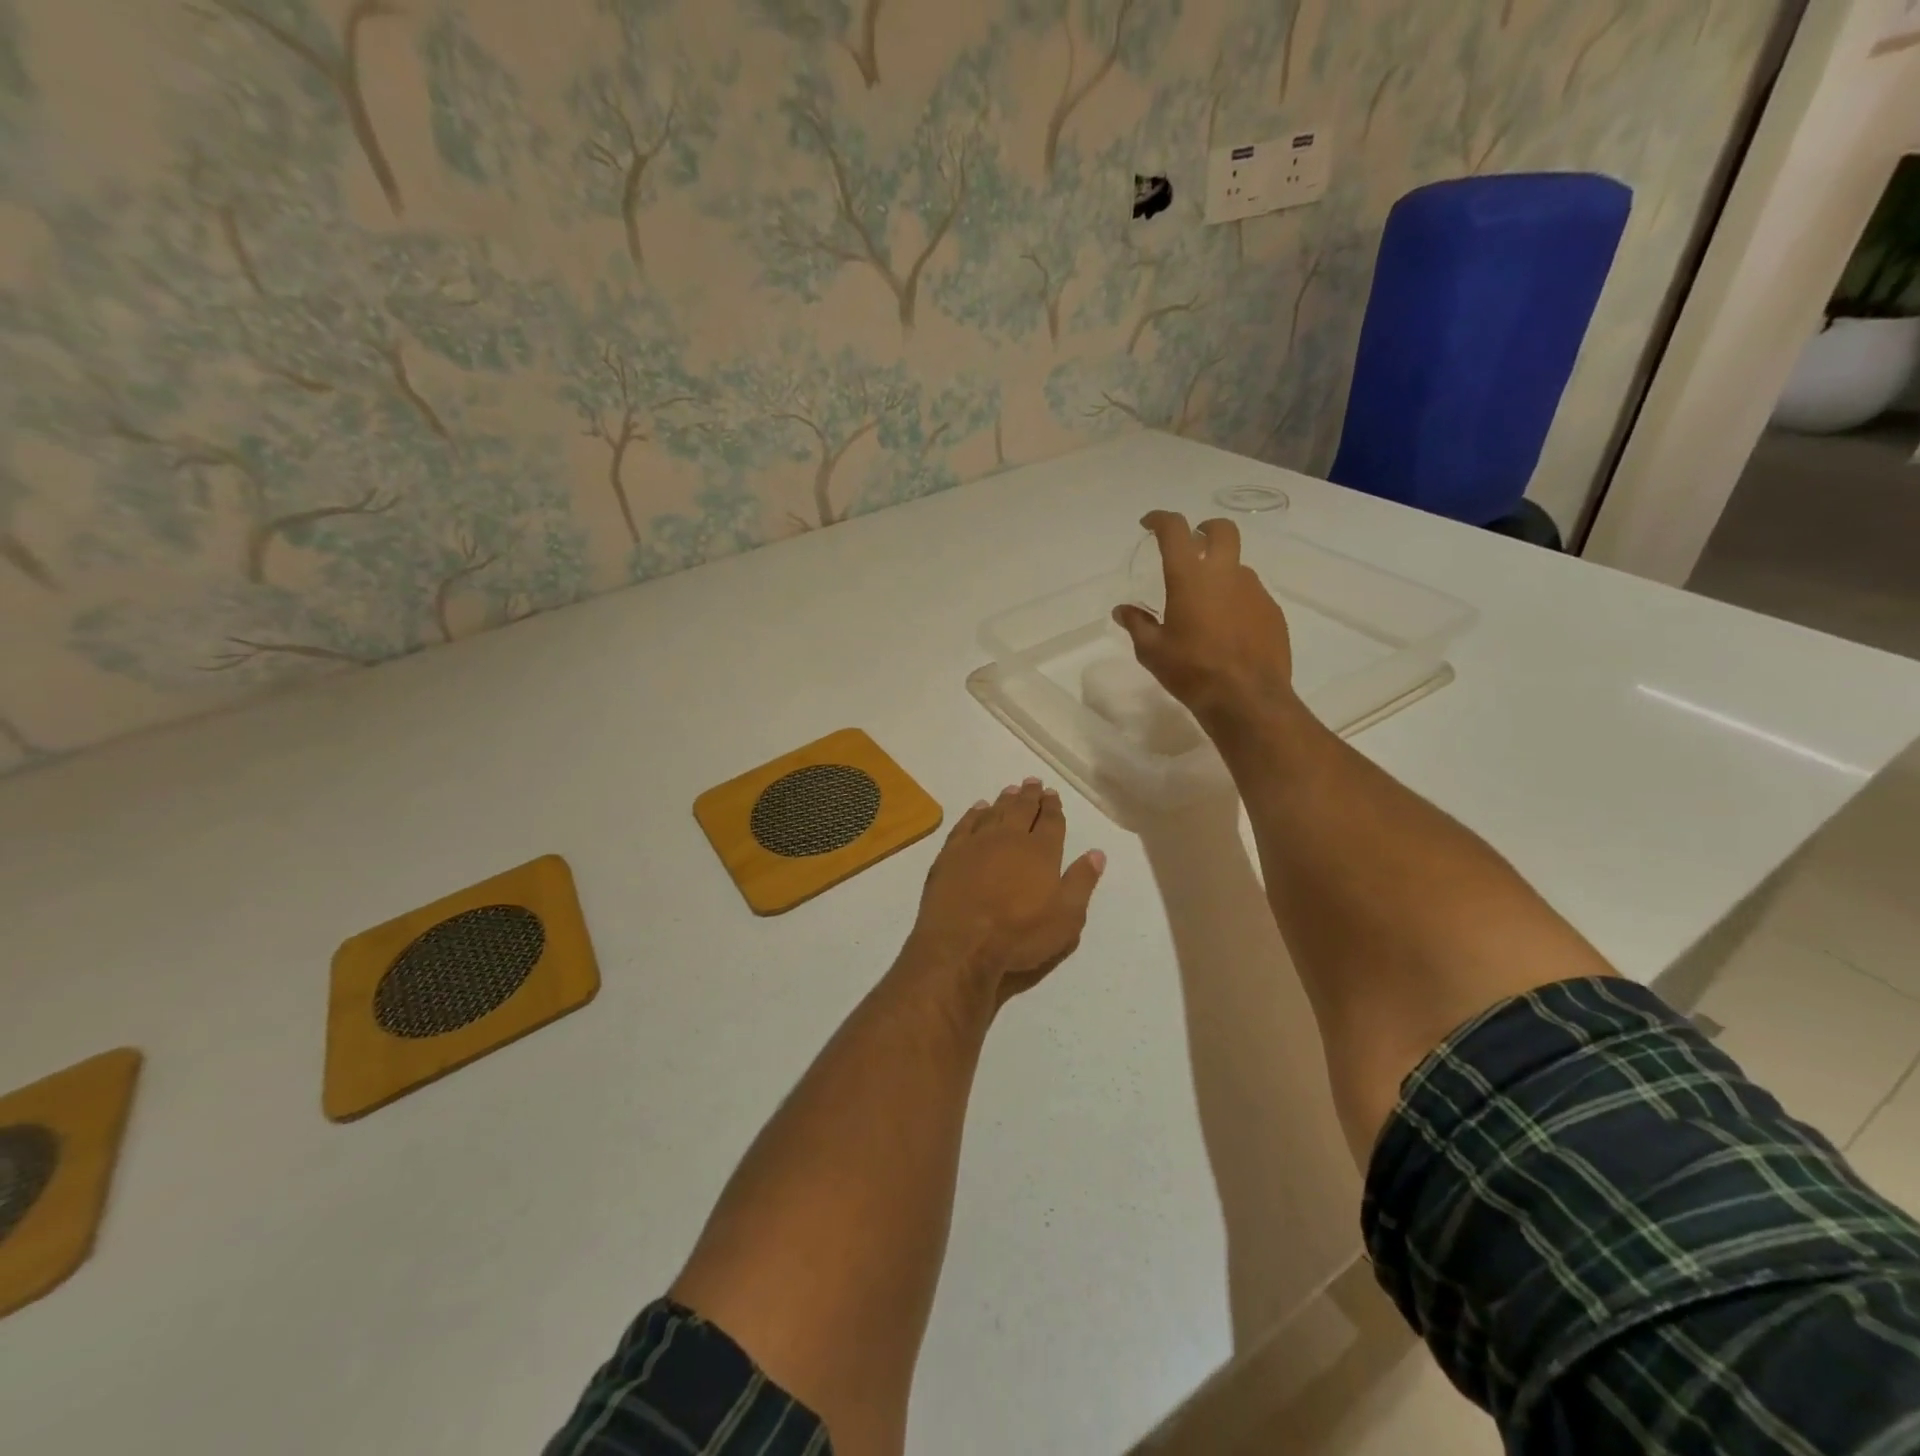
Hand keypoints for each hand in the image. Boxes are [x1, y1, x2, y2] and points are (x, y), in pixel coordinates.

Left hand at [905, 779, 1104, 1005]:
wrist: (961, 943)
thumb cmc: (1019, 934)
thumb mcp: (1065, 918)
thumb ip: (1081, 882)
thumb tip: (1097, 853)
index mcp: (1041, 852)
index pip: (1051, 822)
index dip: (1053, 807)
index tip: (1053, 794)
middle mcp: (1010, 838)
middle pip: (1022, 809)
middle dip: (1030, 795)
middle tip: (1033, 782)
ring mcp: (977, 843)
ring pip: (995, 812)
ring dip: (1005, 800)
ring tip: (1011, 790)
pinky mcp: (951, 853)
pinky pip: (966, 824)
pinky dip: (975, 813)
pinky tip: (979, 808)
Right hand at [1112, 511, 1297, 731]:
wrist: (1247, 699)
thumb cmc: (1192, 671)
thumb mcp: (1152, 651)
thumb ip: (1137, 624)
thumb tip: (1123, 610)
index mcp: (1190, 577)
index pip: (1175, 530)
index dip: (1160, 520)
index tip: (1150, 523)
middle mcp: (1226, 573)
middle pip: (1222, 530)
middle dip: (1205, 530)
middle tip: (1193, 545)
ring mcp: (1254, 590)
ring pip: (1237, 565)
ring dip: (1221, 572)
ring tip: (1207, 603)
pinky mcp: (1272, 611)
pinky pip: (1251, 594)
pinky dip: (1236, 600)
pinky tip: (1228, 628)